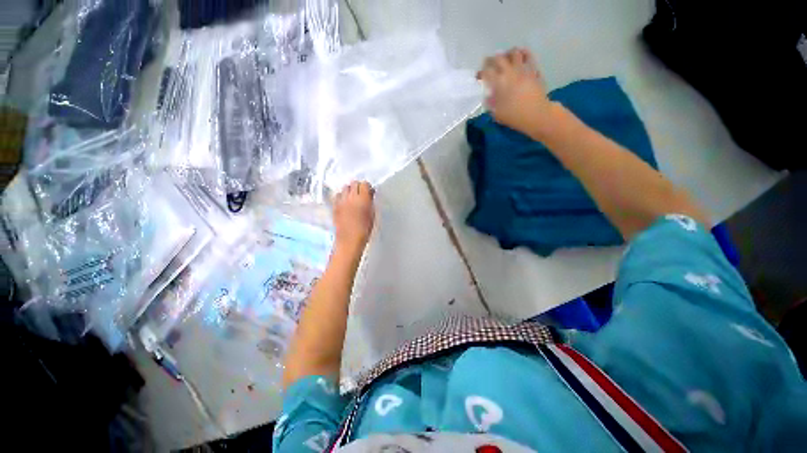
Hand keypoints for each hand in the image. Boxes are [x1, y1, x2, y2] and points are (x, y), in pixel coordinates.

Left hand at [333, 181, 374, 252]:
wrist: (350, 239)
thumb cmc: (365, 229)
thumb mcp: (372, 214)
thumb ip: (370, 202)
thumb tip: (369, 194)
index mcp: (363, 199)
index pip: (364, 184)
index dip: (367, 187)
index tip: (369, 192)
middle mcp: (351, 197)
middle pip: (353, 183)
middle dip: (358, 187)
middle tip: (361, 194)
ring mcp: (341, 201)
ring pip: (345, 187)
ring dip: (349, 190)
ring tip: (352, 198)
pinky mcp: (334, 206)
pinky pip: (338, 195)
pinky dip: (342, 196)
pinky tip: (345, 203)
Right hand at [477, 48, 556, 136]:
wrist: (536, 114)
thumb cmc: (514, 116)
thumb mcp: (496, 113)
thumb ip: (490, 103)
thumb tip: (488, 96)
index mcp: (498, 83)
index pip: (486, 72)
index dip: (481, 73)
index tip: (479, 76)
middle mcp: (510, 72)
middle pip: (498, 58)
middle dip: (491, 60)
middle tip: (489, 63)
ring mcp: (523, 69)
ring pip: (514, 53)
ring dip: (508, 54)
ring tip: (506, 57)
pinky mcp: (533, 70)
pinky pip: (529, 56)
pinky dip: (524, 53)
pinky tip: (521, 54)